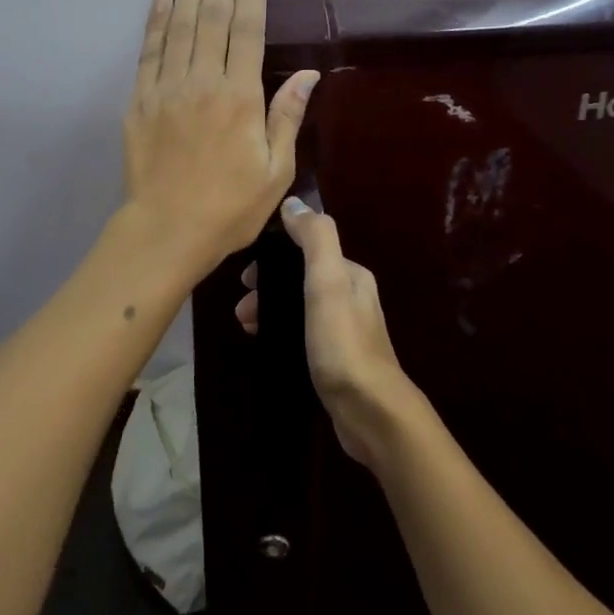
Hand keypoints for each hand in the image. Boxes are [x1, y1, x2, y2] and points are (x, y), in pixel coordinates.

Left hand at [123, 0, 318, 279]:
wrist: (166, 232)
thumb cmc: (230, 207)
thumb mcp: (276, 171)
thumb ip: (287, 117)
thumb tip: (308, 75)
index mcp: (240, 99)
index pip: (247, 35)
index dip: (250, 0)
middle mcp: (202, 83)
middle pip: (212, 22)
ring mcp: (166, 89)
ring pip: (179, 29)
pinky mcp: (139, 101)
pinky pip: (148, 52)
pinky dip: (155, 22)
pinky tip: (161, 0)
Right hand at [237, 198, 415, 470]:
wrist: (370, 411)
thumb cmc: (343, 341)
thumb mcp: (328, 281)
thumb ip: (314, 237)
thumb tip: (292, 203)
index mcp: (351, 274)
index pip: (308, 249)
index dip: (275, 254)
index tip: (246, 274)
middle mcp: (351, 297)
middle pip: (301, 277)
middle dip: (269, 284)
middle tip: (243, 305)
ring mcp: (344, 331)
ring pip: (299, 306)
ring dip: (271, 308)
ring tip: (246, 325)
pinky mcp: (335, 360)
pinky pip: (301, 332)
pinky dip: (280, 331)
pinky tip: (265, 343)